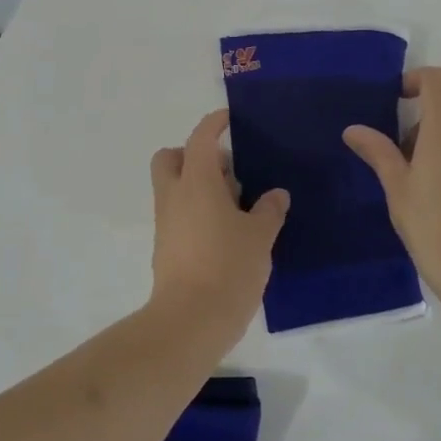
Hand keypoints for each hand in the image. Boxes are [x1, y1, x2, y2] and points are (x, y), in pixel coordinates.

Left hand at [148, 109, 289, 347]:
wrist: (190, 320)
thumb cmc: (228, 267)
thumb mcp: (260, 237)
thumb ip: (269, 210)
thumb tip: (276, 195)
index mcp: (197, 182)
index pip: (200, 138)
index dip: (214, 124)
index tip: (229, 119)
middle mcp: (174, 195)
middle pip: (170, 158)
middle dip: (192, 154)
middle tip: (226, 170)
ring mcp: (166, 222)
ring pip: (173, 187)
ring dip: (197, 185)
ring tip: (235, 206)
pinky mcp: (165, 246)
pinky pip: (177, 213)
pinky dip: (195, 210)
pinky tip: (225, 231)